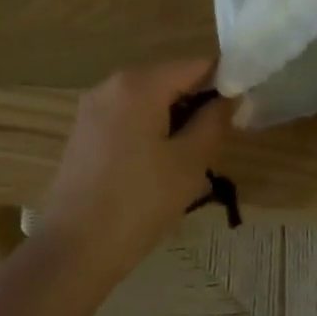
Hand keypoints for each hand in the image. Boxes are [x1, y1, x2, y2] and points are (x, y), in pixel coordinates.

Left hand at [39, 59, 236, 278]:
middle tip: (217, 144)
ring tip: (189, 162)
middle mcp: (111, 85)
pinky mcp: (83, 133)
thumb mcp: (190, 162)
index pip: (195, 66)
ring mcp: (92, 109)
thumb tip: (230, 96)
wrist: (75, 249)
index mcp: (138, 84)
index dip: (224, 83)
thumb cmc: (140, 201)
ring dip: (173, 122)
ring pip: (148, 102)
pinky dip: (149, 132)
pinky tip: (156, 170)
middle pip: (169, 81)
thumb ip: (214, 121)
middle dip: (196, 105)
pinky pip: (127, 119)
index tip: (241, 112)